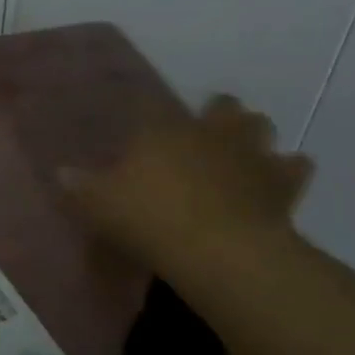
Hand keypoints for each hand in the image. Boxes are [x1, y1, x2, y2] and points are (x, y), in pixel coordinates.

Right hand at [61, 96, 312, 282]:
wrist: (218, 249)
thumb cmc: (150, 218)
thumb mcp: (100, 205)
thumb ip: (80, 186)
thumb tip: (60, 172)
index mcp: (164, 130)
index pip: (154, 107)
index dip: (149, 113)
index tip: (144, 126)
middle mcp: (209, 131)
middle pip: (222, 106)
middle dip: (216, 113)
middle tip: (204, 131)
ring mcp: (250, 153)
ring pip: (260, 126)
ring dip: (252, 134)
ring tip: (242, 151)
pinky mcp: (282, 182)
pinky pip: (295, 166)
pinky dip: (288, 170)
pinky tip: (279, 180)